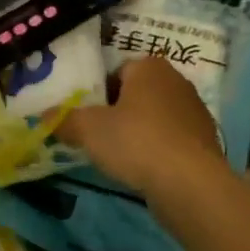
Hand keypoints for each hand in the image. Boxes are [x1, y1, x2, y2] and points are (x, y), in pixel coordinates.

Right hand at [58, 56, 224, 196]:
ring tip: (119, 157)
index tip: (87, 117)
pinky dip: (157, 151)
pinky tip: (144, 170)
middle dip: (118, 112)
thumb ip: (64, 120)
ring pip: (154, 118)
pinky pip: (171, 140)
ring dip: (138, 133)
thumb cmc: (136, 142)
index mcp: (149, 67)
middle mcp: (176, 81)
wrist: (190, 183)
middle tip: (98, 136)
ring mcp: (195, 112)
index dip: (98, 93)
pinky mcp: (205, 141)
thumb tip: (44, 117)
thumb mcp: (88, 129)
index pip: (116, 71)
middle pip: (136, 94)